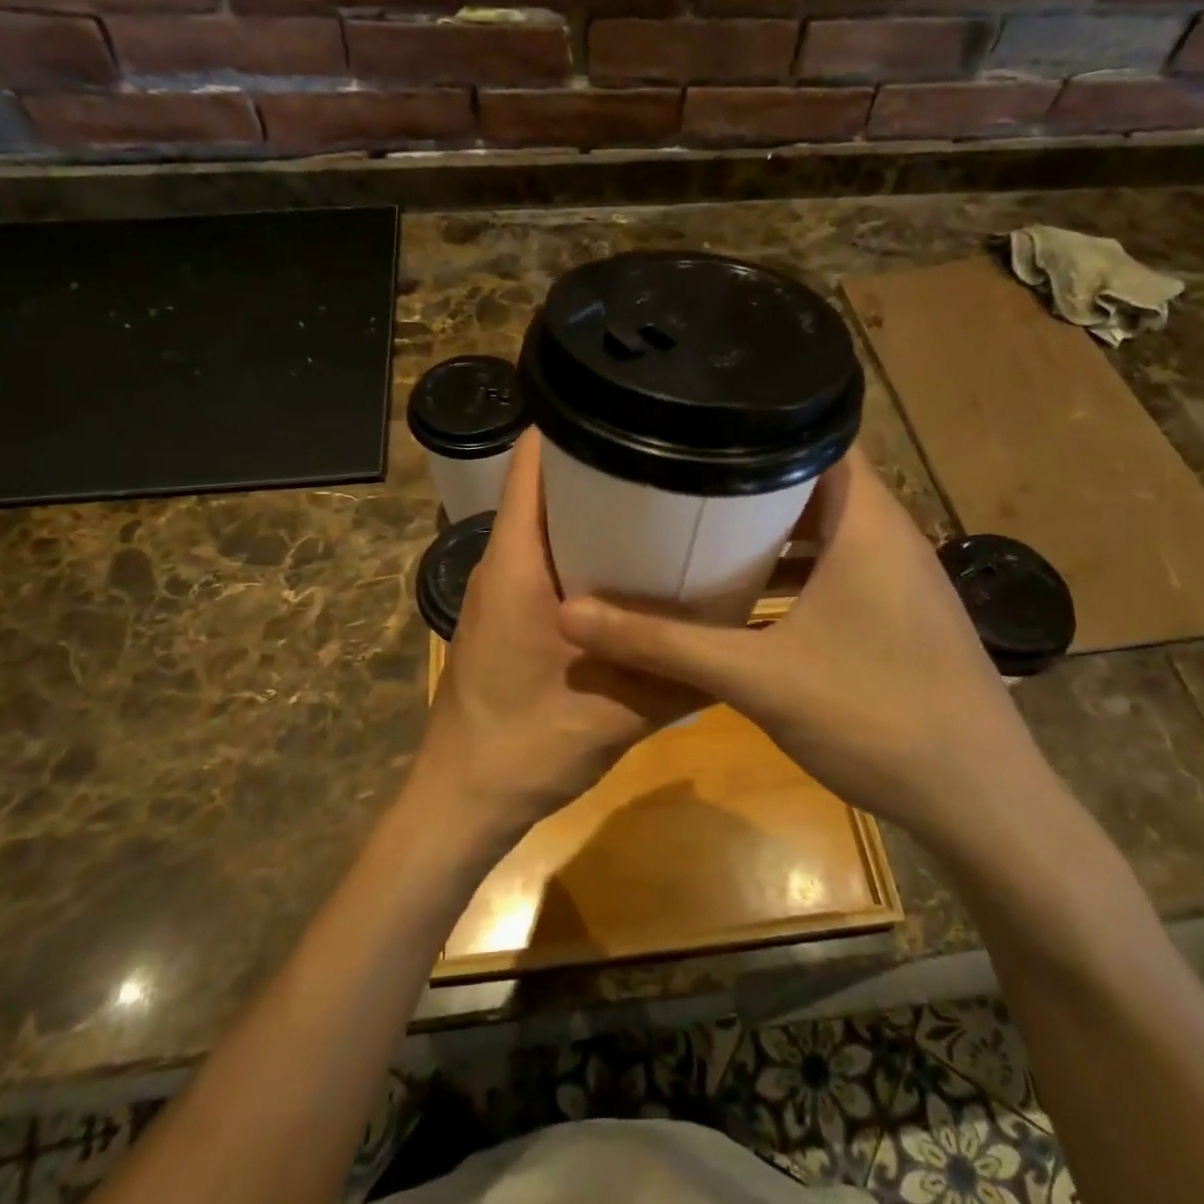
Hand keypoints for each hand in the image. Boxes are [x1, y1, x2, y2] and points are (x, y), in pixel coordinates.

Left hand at [411, 430, 701, 848]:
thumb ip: (678, 676)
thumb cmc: (526, 745)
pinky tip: (629, 566)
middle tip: (665, 455)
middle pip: (543, 485)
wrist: (463, 798)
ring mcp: (498, 587)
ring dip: (590, 507)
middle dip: (596, 462)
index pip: (531, 465)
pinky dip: (581, 546)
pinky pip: (542, 556)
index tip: (627, 406)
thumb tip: (739, 641)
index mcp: (516, 564)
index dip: (570, 424)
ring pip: (543, 522)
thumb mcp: (617, 712)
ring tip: (658, 498)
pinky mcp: (504, 612)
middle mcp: (501, 562)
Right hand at [557, 448, 1049, 851]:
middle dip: (750, 479)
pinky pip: (840, 570)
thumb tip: (571, 615)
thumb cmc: (876, 716)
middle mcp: (891, 536)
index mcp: (868, 522)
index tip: (698, 423)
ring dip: (772, 531)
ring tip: (703, 526)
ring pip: (827, 531)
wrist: (982, 804)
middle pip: (815, 481)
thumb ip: (664, 645)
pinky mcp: (901, 617)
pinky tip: (748, 599)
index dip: (759, 421)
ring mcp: (901, 579)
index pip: (818, 435)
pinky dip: (795, 573)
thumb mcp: (757, 678)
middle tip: (682, 476)